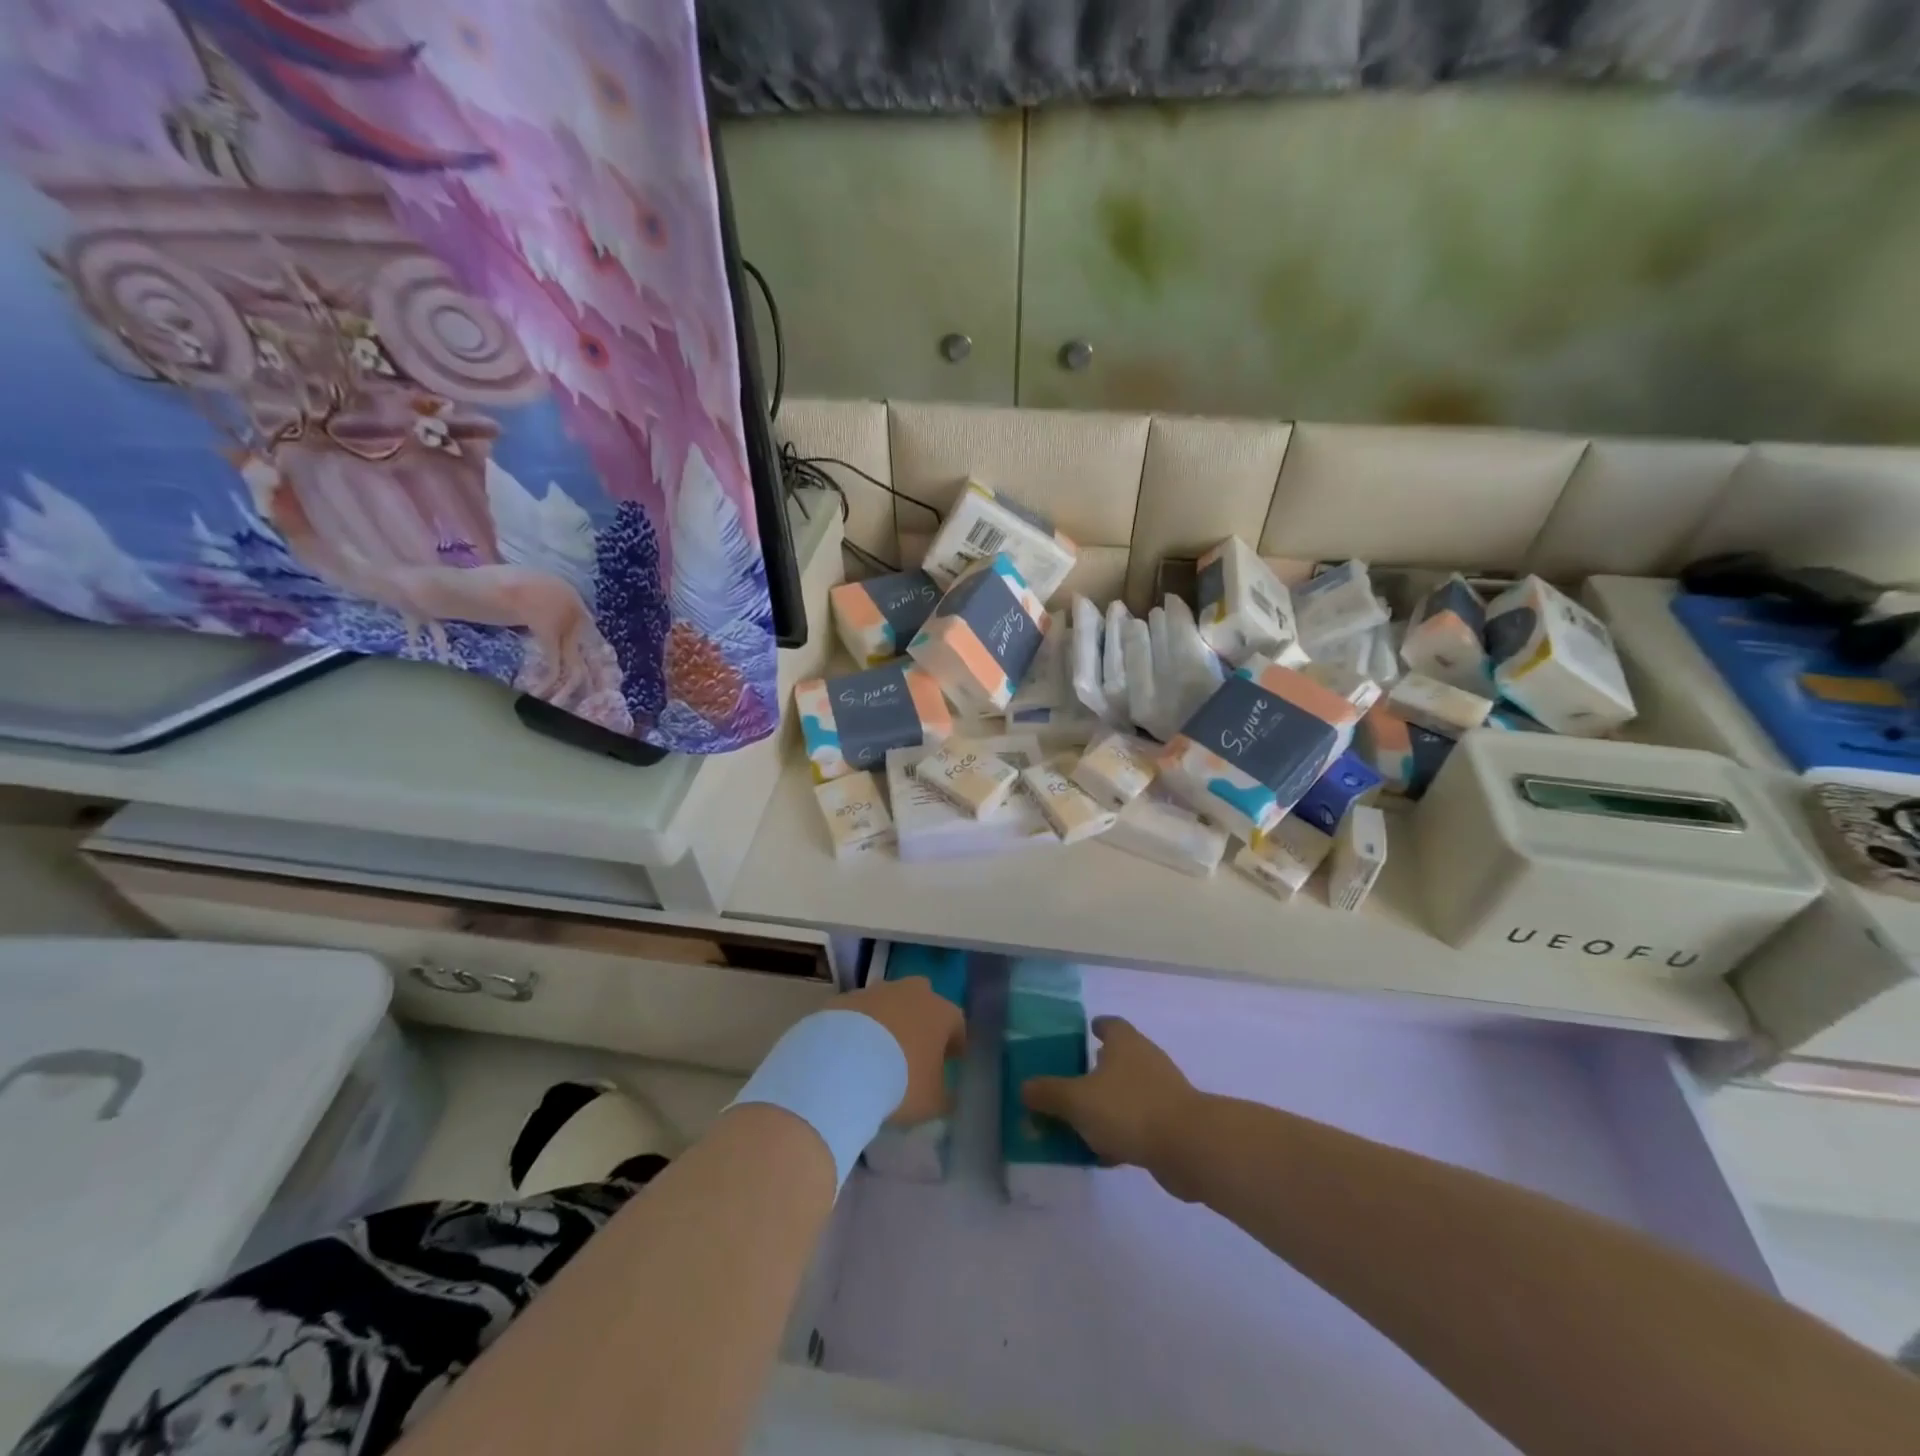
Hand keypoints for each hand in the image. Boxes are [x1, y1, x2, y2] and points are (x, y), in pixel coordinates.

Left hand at [838, 978, 966, 1125]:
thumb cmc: (901, 1082)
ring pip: (889, 1001)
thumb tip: (947, 1097)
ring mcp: (877, 991)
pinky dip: (860, 1025)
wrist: (843, 1064)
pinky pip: (860, 1010)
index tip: (950, 1061)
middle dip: (921, 1020)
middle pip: (923, 1000)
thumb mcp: (933, 1102)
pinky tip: (851, 1049)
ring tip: (878, 1051)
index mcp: (941, 1013)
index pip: (957, 1024)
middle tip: (915, 1049)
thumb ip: (944, 1097)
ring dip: (888, 1019)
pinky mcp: (846, 998)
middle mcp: (912, 993)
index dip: (955, 1044)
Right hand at [1022, 1017, 1206, 1197]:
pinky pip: (1137, 1122)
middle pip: (1117, 1059)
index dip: (1096, 1027)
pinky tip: (1103, 1153)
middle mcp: (1145, 1060)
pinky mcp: (1171, 1123)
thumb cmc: (1129, 1109)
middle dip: (1095, 1070)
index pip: (1109, 1024)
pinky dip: (1121, 1133)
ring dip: (1107, 1105)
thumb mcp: (1077, 1100)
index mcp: (1125, 1043)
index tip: (1083, 1033)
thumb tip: (1025, 1087)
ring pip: (1126, 1093)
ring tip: (1080, 1122)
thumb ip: (1048, 1093)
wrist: (1189, 1147)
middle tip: (1070, 1083)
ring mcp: (1162, 1091)